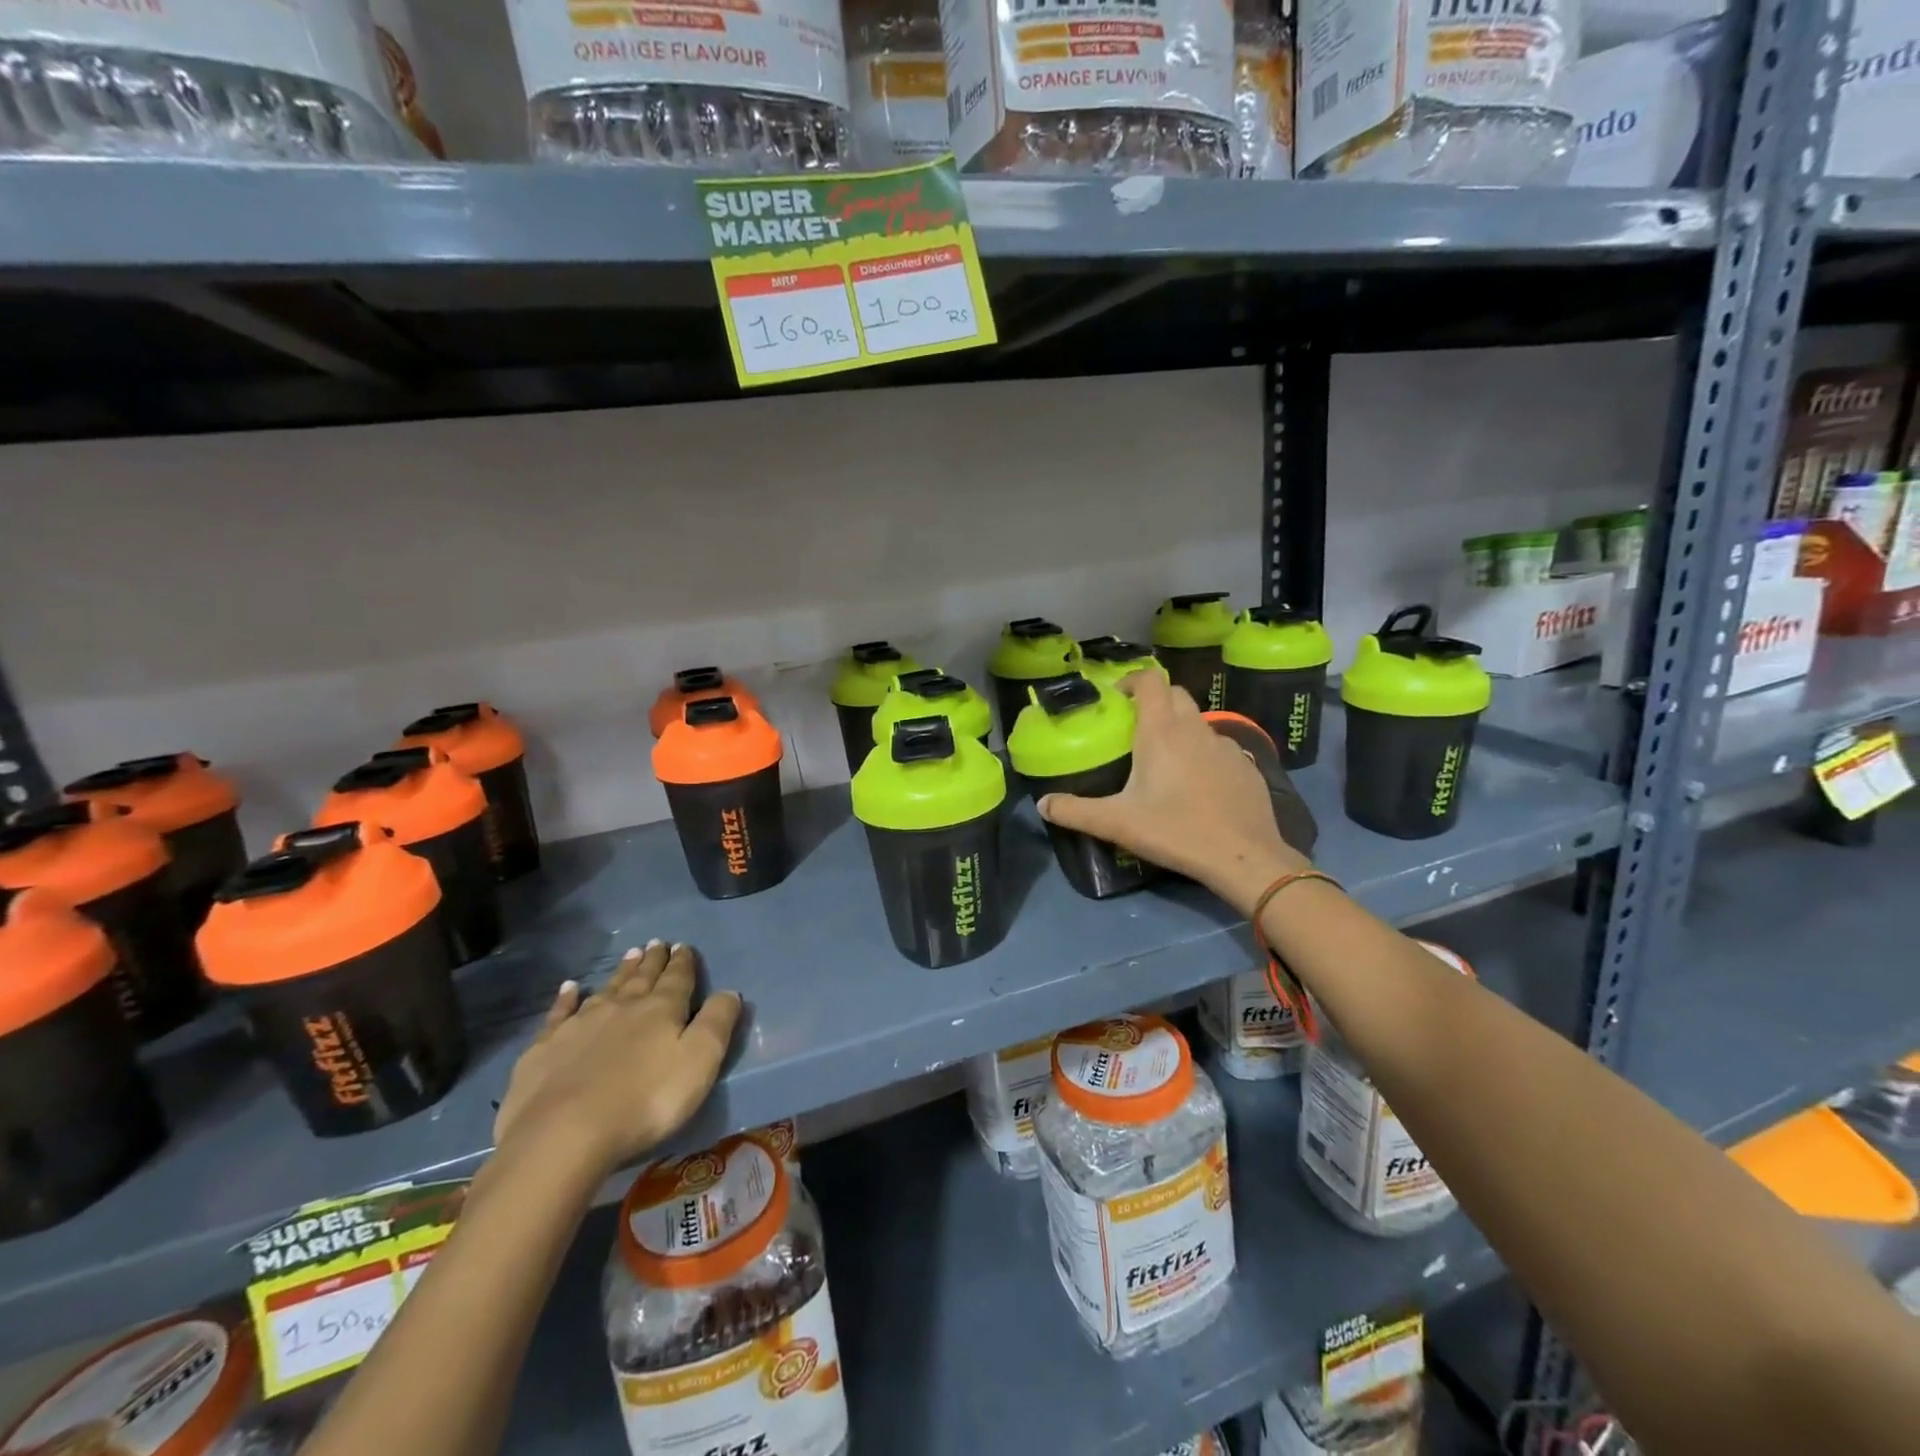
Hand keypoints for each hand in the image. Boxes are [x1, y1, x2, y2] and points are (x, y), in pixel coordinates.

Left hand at [494, 941, 741, 1180]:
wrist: (564, 1133)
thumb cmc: (646, 1100)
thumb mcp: (700, 1061)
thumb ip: (717, 1023)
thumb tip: (729, 992)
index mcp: (662, 1010)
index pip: (677, 978)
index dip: (683, 962)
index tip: (684, 946)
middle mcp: (622, 1007)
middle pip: (642, 978)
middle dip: (653, 961)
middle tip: (656, 942)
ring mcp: (581, 1025)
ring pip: (607, 989)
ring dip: (621, 972)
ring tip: (630, 954)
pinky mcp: (546, 1048)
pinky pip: (560, 1013)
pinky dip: (566, 998)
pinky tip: (569, 988)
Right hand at [1037, 670, 1308, 914]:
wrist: (1244, 857)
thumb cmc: (1175, 831)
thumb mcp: (1116, 824)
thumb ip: (1075, 812)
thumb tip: (1041, 804)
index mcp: (1161, 731)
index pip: (1149, 680)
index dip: (1131, 680)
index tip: (1117, 697)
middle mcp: (1194, 728)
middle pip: (1175, 694)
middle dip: (1155, 700)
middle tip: (1136, 726)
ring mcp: (1226, 745)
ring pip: (1199, 722)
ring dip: (1180, 728)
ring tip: (1165, 759)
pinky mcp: (1247, 765)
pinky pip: (1220, 747)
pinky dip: (1204, 753)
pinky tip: (1198, 784)